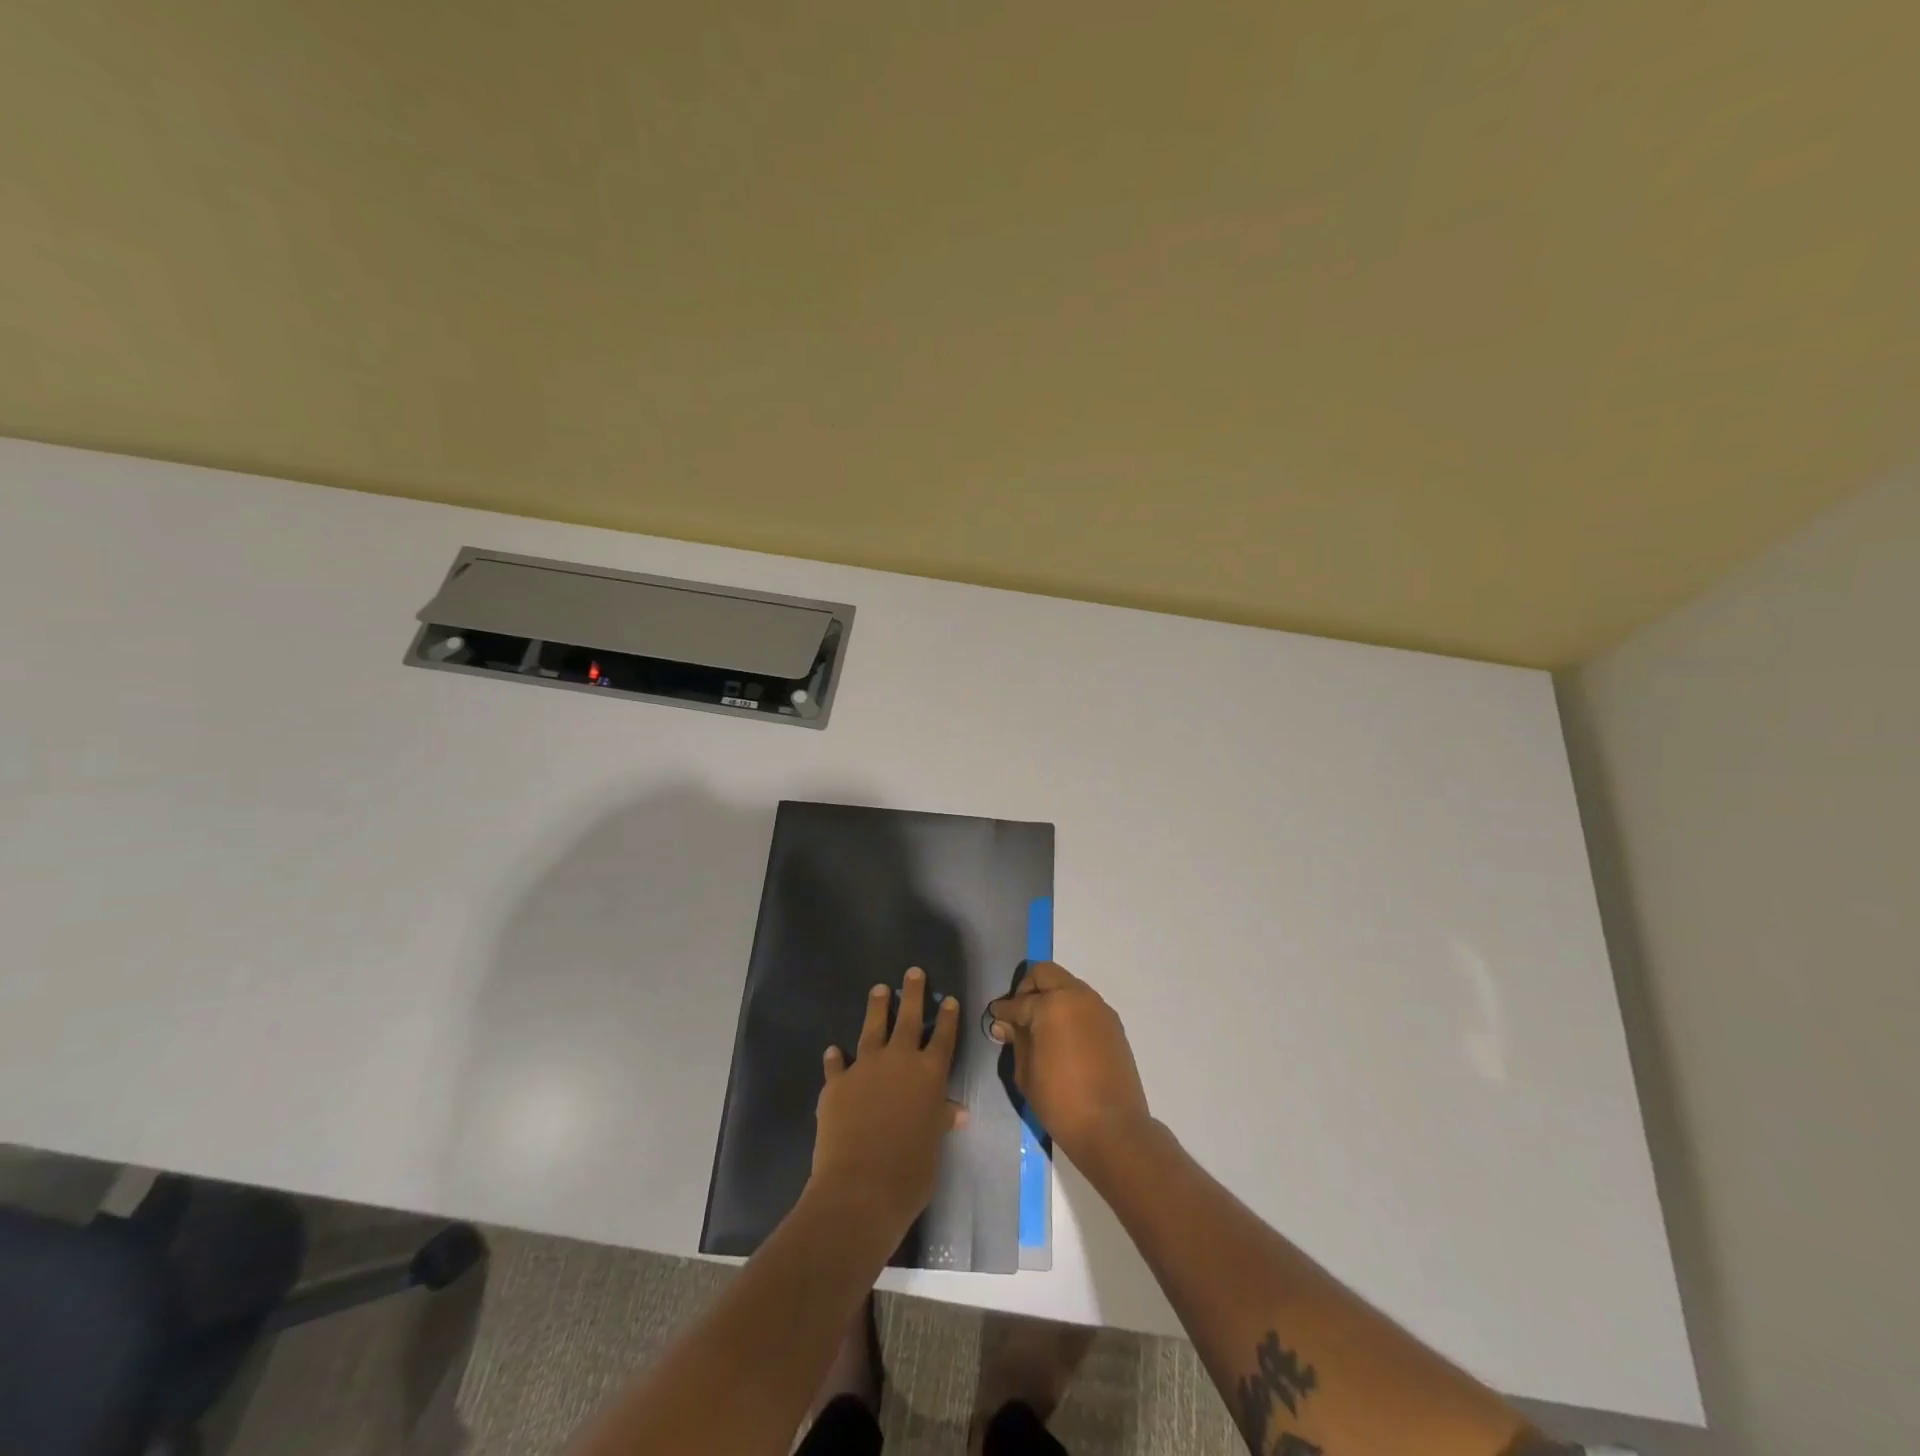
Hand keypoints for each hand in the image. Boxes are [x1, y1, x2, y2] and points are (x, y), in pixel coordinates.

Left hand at [811, 967, 967, 1241]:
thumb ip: (939, 1121)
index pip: (942, 1037)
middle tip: (912, 972)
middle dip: (912, 993)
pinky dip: (836, 1057)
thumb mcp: (933, 1146)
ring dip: (876, 1008)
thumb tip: (956, 1111)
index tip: (949, 999)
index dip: (947, 1017)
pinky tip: (834, 1050)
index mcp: (929, 1074)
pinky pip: (837, 1064)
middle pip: (908, 1018)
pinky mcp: (836, 1083)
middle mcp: (899, 1061)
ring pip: (872, 1028)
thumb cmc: (910, 1171)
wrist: (860, 1188)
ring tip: (878, 990)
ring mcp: (865, 1068)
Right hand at [988, 961, 1150, 1162]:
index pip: (1018, 1001)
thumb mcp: (1026, 1073)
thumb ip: (1016, 1041)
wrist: (1113, 1128)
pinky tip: (1063, 1037)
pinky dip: (1070, 1011)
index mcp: (1052, 1005)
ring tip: (1041, 1027)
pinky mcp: (1113, 1024)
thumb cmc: (1061, 1102)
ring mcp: (1099, 1008)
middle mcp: (1077, 996)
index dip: (1003, 1011)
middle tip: (1018, 1014)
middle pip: (1045, 974)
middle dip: (1027, 989)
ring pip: (1068, 985)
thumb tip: (1005, 1025)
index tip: (995, 1018)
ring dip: (1052, 997)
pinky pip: (1085, 1004)